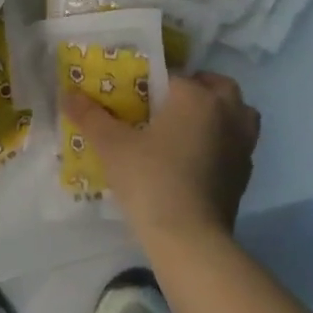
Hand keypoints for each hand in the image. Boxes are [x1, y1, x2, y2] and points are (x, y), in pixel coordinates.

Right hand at [66, 72, 259, 248]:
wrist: (189, 237)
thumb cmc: (150, 179)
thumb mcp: (111, 146)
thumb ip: (90, 116)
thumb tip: (67, 94)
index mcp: (196, 97)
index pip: (175, 75)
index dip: (154, 81)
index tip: (135, 95)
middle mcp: (227, 113)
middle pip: (218, 87)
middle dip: (198, 89)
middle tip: (168, 104)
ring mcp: (242, 144)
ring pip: (238, 114)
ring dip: (220, 113)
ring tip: (189, 127)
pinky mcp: (245, 174)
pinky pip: (237, 144)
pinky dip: (222, 143)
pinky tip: (197, 158)